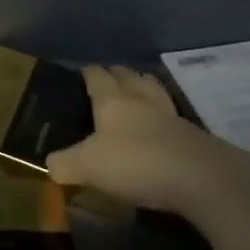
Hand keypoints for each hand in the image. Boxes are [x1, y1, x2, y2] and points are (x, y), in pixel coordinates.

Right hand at [47, 64, 245, 216]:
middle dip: (118, 74)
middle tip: (109, 77)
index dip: (89, 73)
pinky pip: (171, 115)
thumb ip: (65, 164)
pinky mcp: (192, 135)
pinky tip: (159, 125)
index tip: (83, 72)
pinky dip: (162, 115)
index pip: (97, 76)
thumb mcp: (88, 167)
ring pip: (154, 90)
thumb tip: (50, 164)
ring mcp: (170, 115)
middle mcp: (141, 99)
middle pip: (129, 76)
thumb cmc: (135, 162)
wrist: (200, 177)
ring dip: (144, 86)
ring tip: (137, 90)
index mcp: (112, 100)